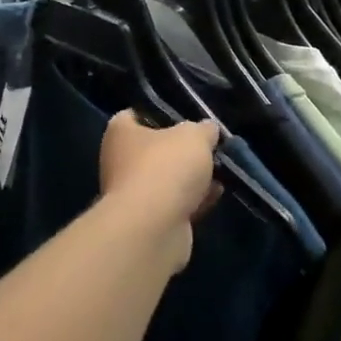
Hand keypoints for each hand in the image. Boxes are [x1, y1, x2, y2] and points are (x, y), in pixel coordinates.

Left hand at [98, 114, 220, 260]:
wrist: (154, 227)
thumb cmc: (166, 167)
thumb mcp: (194, 136)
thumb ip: (203, 129)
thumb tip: (207, 128)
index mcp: (120, 133)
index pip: (134, 115)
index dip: (159, 113)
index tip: (185, 116)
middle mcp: (119, 161)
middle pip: (154, 149)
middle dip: (181, 150)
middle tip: (209, 146)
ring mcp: (133, 194)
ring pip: (167, 179)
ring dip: (191, 178)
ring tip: (220, 170)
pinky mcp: (149, 221)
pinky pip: (175, 204)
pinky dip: (194, 200)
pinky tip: (217, 194)